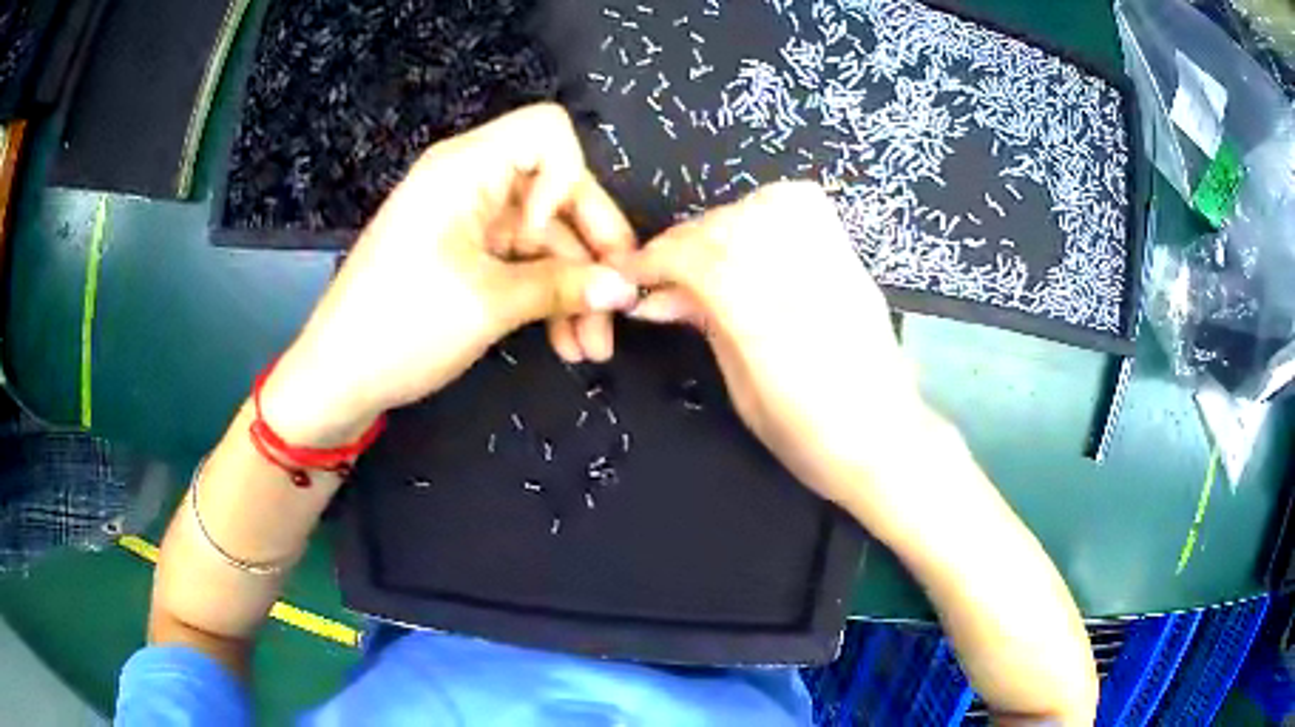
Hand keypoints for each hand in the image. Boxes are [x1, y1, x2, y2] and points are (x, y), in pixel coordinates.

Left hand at [263, 104, 638, 444]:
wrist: (336, 380)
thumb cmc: (399, 328)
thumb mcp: (487, 305)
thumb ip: (564, 287)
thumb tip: (627, 288)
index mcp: (465, 168)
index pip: (547, 132)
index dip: (569, 180)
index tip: (560, 238)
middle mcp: (471, 182)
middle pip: (558, 192)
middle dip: (593, 250)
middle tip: (621, 307)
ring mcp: (469, 221)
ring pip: (547, 238)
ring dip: (576, 289)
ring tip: (593, 348)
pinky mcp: (466, 255)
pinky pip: (524, 263)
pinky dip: (548, 297)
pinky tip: (567, 342)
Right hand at [625, 181, 930, 519]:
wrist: (885, 441)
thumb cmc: (811, 439)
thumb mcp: (744, 395)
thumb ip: (708, 330)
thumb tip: (663, 296)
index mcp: (770, 328)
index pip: (702, 260)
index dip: (657, 260)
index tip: (633, 274)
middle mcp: (804, 284)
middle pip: (729, 227)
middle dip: (683, 242)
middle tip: (665, 273)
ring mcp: (835, 265)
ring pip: (766, 204)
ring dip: (723, 221)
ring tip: (708, 253)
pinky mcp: (851, 259)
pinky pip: (806, 205)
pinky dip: (768, 206)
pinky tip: (754, 233)